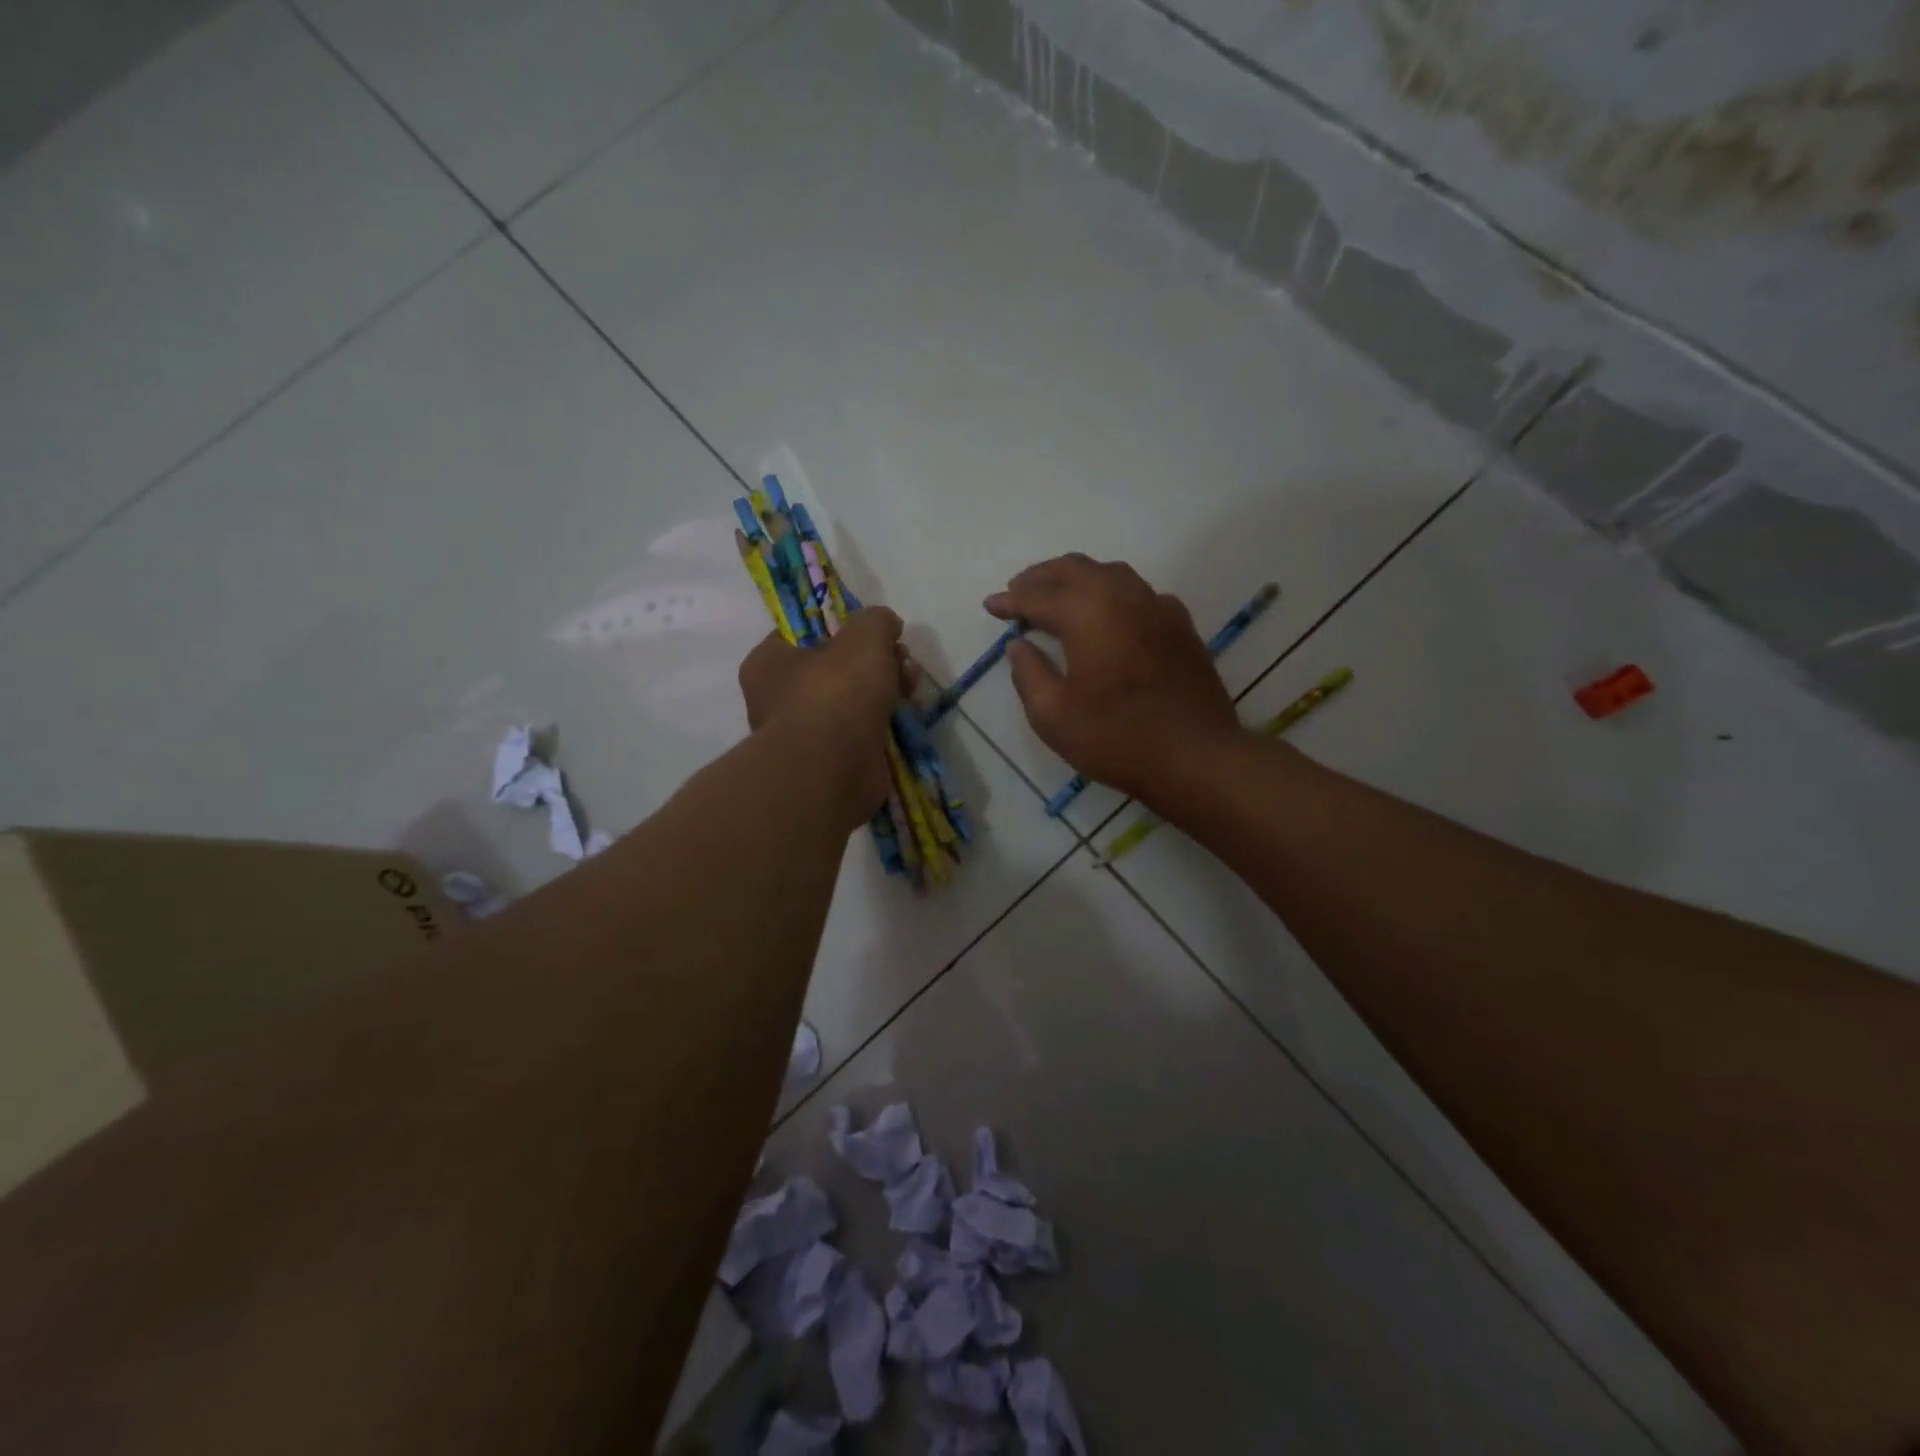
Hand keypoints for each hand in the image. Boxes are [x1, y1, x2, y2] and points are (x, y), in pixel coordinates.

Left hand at [737, 608, 919, 826]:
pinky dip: (883, 726)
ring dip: (885, 690)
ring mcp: (806, 734)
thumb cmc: (835, 692)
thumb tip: (886, 626)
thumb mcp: (863, 636)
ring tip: (912, 687)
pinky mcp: (832, 762)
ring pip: (852, 701)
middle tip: (902, 659)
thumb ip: (876, 621)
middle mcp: (779, 699)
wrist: (832, 770)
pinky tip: (906, 718)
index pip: (803, 634)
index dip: (843, 629)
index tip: (875, 633)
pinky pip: (861, 733)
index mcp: (769, 662)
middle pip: (835, 667)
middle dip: (876, 660)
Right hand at [986, 555, 1243, 804]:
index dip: (1011, 601)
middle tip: (1018, 592)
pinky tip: (1109, 615)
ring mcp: (1157, 607)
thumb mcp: (1053, 716)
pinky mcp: (1180, 626)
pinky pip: (1139, 593)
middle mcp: (1122, 596)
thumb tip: (1019, 645)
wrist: (1195, 756)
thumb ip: (1028, 674)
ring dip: (1077, 579)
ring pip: (1110, 573)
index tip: (991, 606)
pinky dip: (1112, 594)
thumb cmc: (1116, 738)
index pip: (1038, 596)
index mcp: (1086, 613)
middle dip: (1041, 577)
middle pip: (1075, 569)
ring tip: (1057, 597)